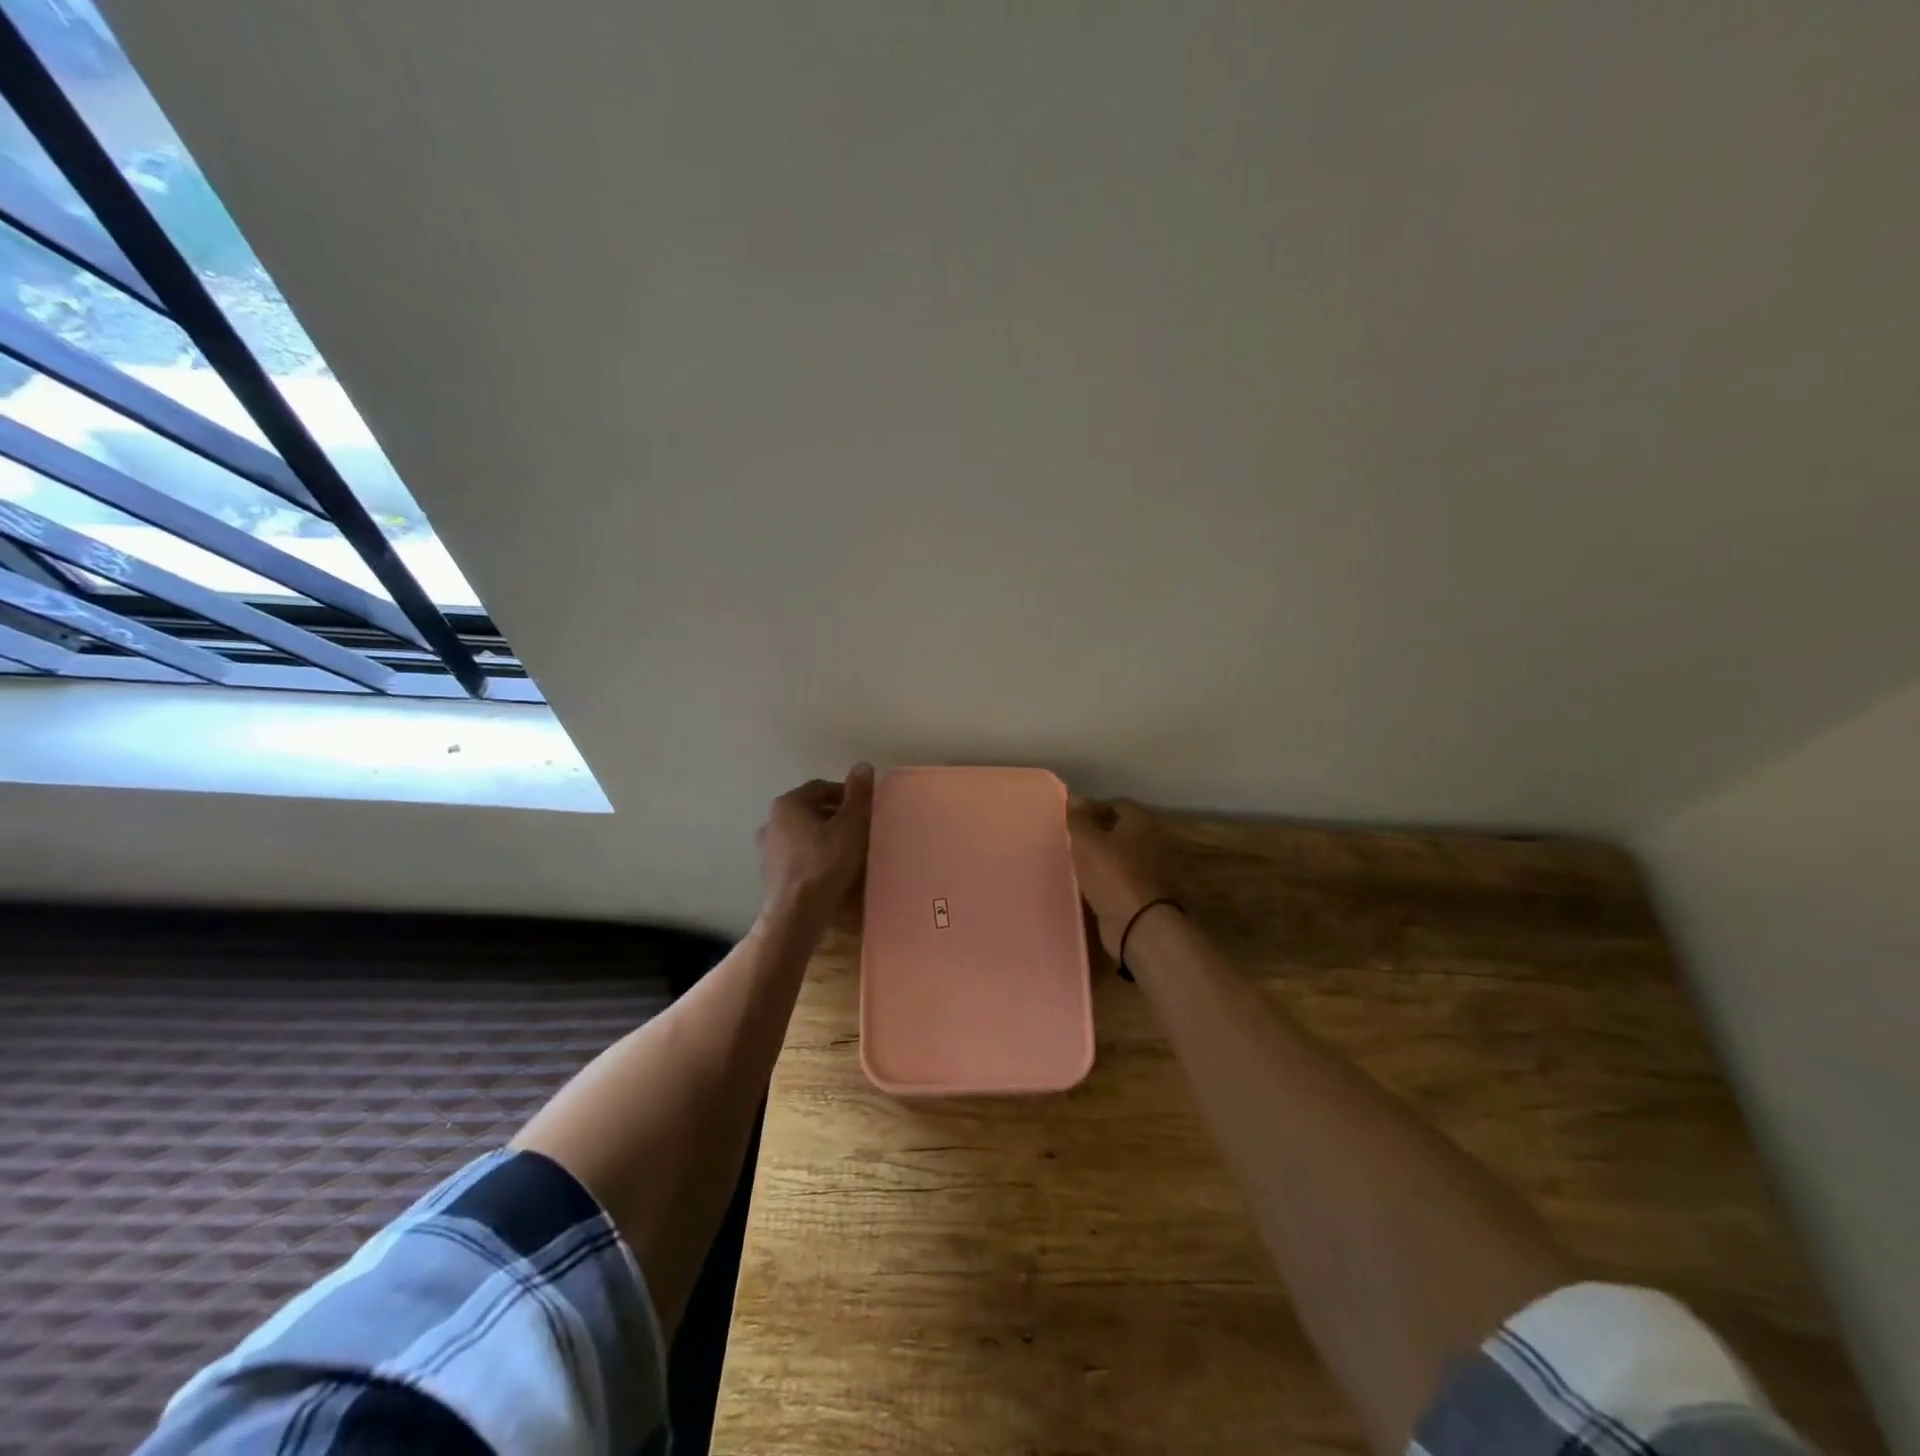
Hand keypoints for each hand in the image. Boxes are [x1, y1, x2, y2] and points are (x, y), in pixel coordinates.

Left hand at [758, 764, 875, 926]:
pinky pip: (798, 855)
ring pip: (803, 833)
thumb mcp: (850, 826)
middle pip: (811, 810)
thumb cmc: (824, 864)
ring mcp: (768, 849)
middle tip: (860, 828)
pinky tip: (832, 869)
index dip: (846, 794)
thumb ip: (858, 795)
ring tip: (849, 849)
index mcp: (788, 804)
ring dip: (825, 836)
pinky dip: (815, 855)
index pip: (821, 787)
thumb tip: (862, 765)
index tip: (865, 807)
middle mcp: (772, 821)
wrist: (796, 915)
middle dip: (836, 815)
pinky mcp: (771, 873)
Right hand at [1067, 797, 1174, 958]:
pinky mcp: (1144, 895)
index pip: (1116, 804)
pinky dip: (1105, 881)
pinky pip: (1119, 880)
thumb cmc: (1112, 874)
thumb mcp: (1087, 841)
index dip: (1093, 809)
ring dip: (1100, 860)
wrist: (1138, 925)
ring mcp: (1150, 870)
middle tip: (1070, 841)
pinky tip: (1085, 886)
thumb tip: (1076, 797)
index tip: (1071, 820)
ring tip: (1073, 864)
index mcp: (1141, 822)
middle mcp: (1151, 841)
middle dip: (1096, 834)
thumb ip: (1079, 819)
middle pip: (1119, 831)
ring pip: (1119, 857)